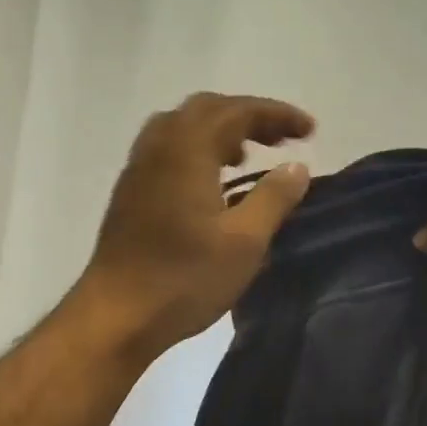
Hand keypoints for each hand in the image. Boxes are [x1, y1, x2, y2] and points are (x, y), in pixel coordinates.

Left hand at [78, 93, 314, 358]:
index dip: (277, 114)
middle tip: (280, 139)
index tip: (310, 131)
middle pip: (206, 110)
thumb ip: (274, 197)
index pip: (237, 111)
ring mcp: (138, 170)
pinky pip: (166, 151)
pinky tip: (211, 184)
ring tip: (247, 157)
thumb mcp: (244, 241)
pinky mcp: (129, 193)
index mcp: (187, 150)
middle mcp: (158, 148)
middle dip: (247, 116)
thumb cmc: (185, 278)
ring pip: (181, 128)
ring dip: (218, 131)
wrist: (116, 315)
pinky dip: (196, 151)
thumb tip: (296, 166)